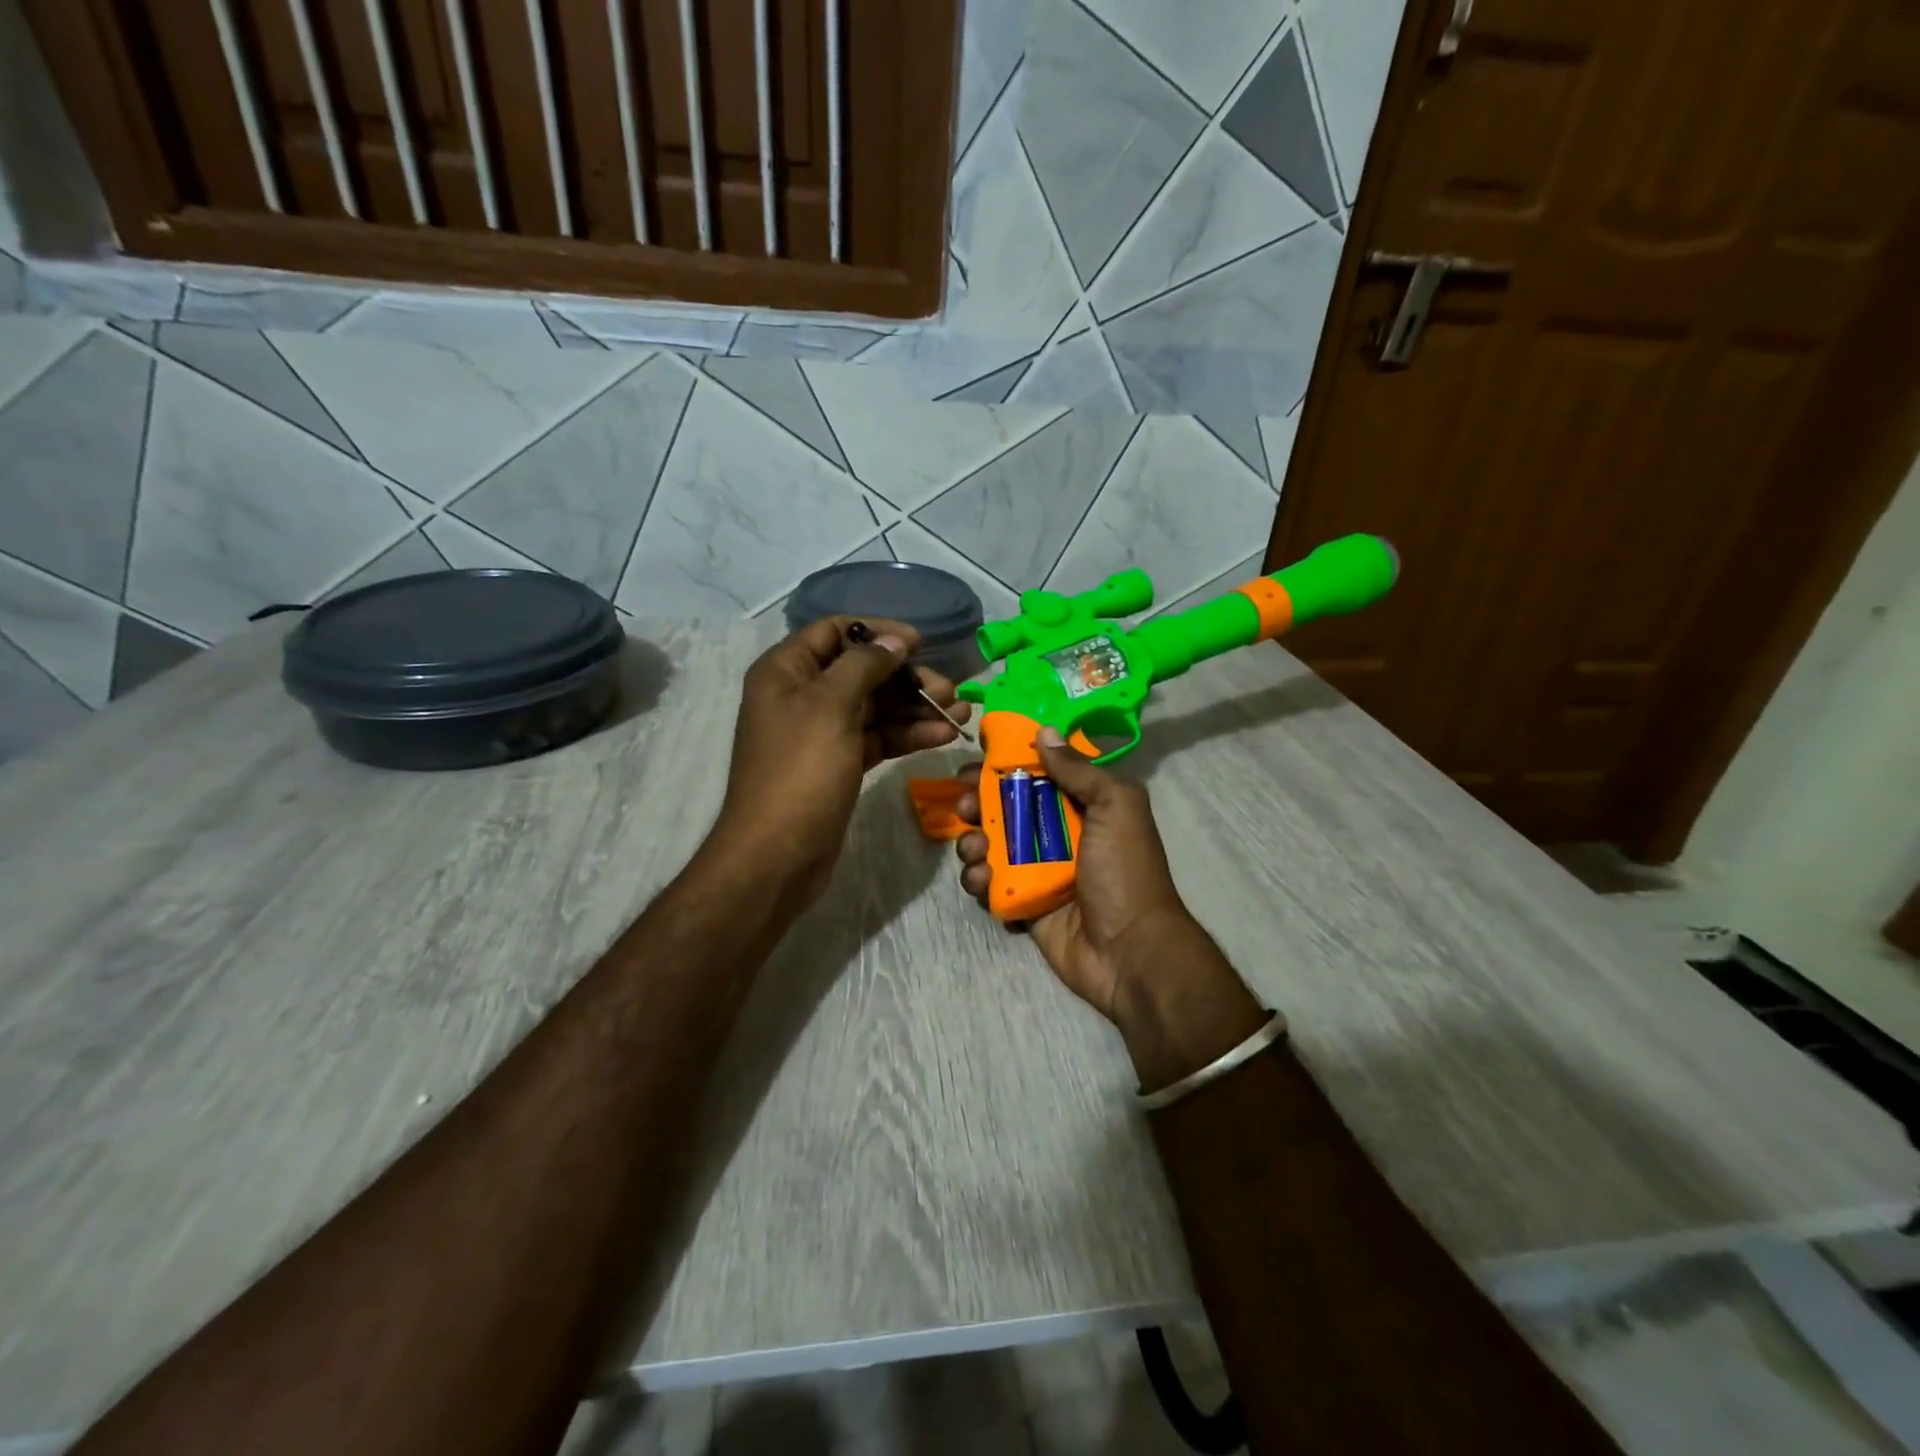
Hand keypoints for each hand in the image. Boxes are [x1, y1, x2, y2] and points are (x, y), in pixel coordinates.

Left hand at [712, 616, 969, 898]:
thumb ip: (864, 664)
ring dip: (915, 708)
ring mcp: (822, 732)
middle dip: (906, 678)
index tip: (920, 644)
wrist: (778, 854)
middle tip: (948, 690)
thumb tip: (895, 640)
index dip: (879, 632)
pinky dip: (906, 735)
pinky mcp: (839, 763)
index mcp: (786, 671)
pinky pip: (876, 737)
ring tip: (959, 715)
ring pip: (875, 707)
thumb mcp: (831, 706)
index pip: (836, 631)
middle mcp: (802, 695)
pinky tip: (941, 737)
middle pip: (862, 671)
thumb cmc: (800, 770)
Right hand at [953, 729, 1267, 1087]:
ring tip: (975, 849)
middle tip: (965, 805)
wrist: (1130, 952)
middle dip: (978, 802)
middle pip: (1006, 807)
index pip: (1038, 774)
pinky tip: (982, 880)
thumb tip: (1043, 733)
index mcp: (1084, 806)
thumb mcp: (1116, 807)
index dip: (1007, 764)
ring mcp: (1038, 870)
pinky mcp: (1022, 903)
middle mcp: (1058, 834)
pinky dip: (977, 879)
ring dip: (972, 842)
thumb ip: (1079, 770)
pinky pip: (989, 884)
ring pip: (990, 845)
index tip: (978, 758)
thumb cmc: (1126, 872)